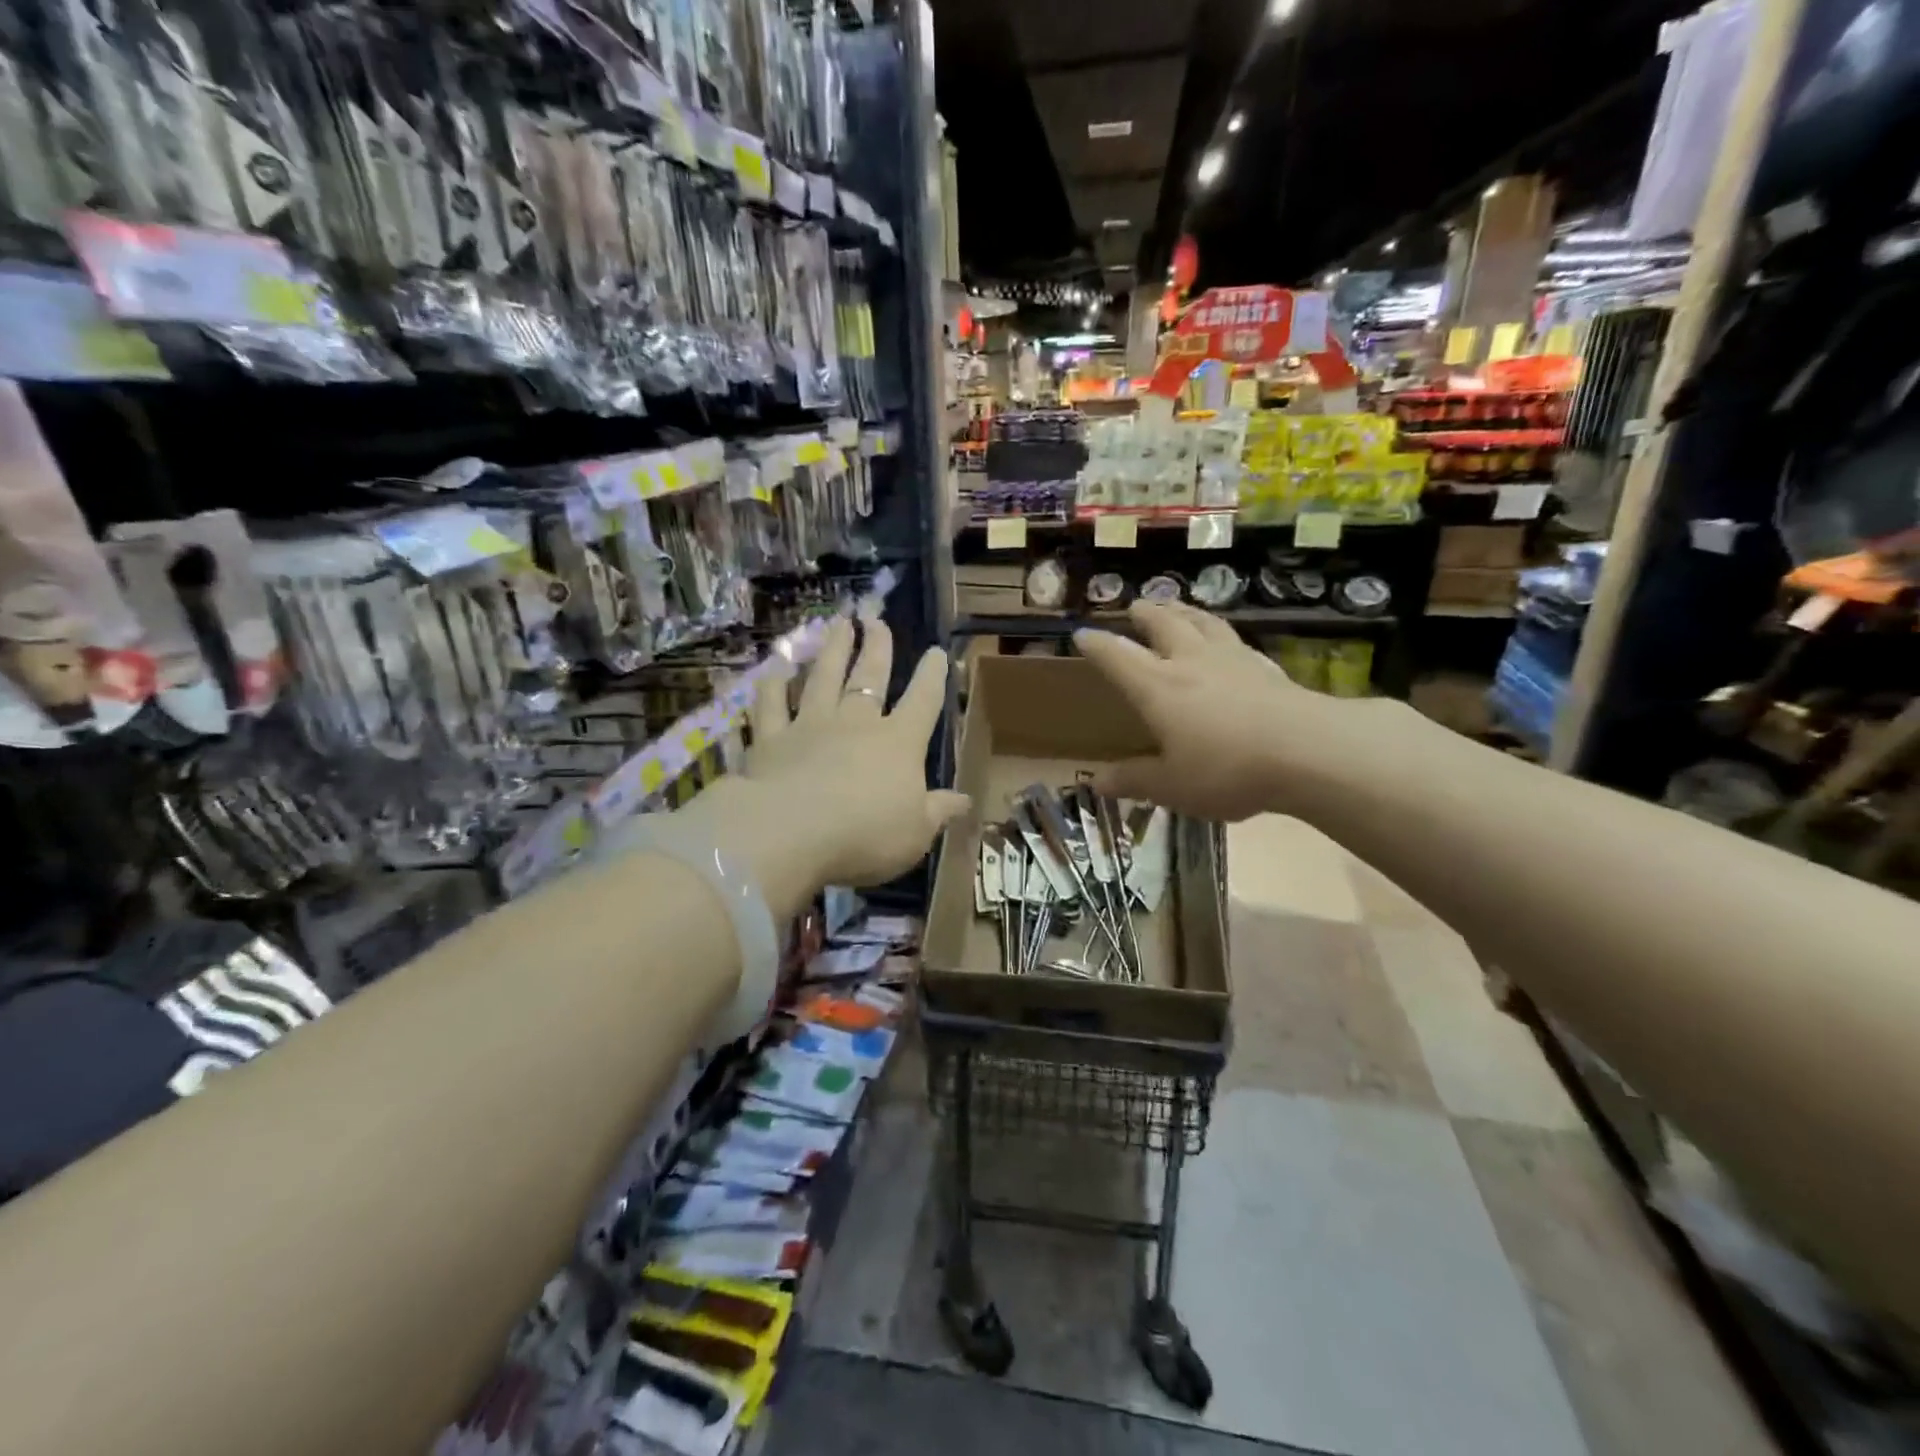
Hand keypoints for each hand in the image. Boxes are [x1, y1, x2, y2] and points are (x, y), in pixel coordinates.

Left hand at [674, 615, 966, 914]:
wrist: (791, 833)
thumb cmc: (866, 835)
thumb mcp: (916, 833)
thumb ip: (938, 811)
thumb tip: (965, 800)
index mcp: (898, 743)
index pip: (923, 701)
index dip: (932, 676)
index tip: (936, 651)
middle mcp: (856, 724)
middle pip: (870, 677)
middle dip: (877, 648)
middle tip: (877, 620)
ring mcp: (810, 727)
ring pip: (823, 678)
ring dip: (833, 650)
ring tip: (839, 624)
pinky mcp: (771, 740)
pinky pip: (770, 706)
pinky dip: (771, 686)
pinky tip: (774, 668)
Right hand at [1074, 601, 1384, 821]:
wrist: (1308, 752)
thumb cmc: (1227, 769)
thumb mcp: (1172, 785)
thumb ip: (1134, 780)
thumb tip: (1097, 782)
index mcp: (1158, 687)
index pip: (1118, 657)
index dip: (1097, 645)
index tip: (1081, 634)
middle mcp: (1191, 663)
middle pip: (1165, 625)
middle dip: (1146, 614)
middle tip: (1137, 606)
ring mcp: (1233, 661)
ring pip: (1204, 624)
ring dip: (1185, 612)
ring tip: (1178, 607)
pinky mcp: (1267, 669)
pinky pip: (1237, 641)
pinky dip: (1223, 634)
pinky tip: (1229, 642)